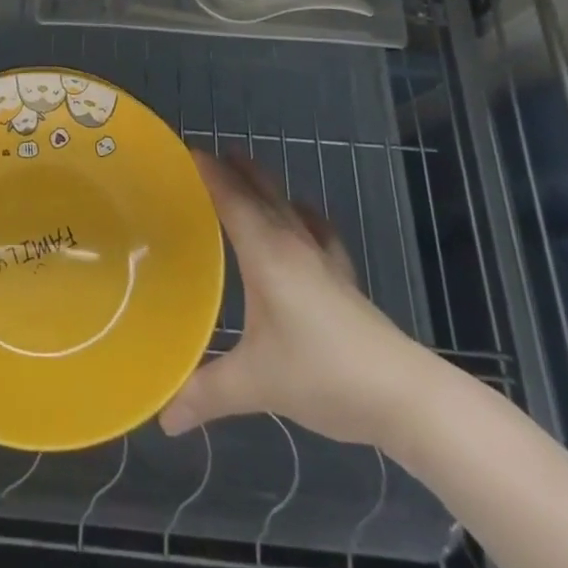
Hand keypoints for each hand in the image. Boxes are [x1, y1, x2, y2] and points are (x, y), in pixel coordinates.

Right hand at [159, 151, 438, 447]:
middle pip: (259, 191)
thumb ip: (207, 394)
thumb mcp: (257, 384)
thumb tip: (163, 417)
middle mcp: (292, 242)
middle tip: (204, 157)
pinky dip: (301, 213)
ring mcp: (322, 257)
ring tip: (243, 172)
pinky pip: (316, 228)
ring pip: (286, 204)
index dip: (208, 171)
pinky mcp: (343, 276)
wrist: (403, 395)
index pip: (230, 197)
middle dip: (232, 169)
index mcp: (266, 252)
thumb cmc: (323, 375)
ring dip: (263, 184)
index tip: (183, 151)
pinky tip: (300, 215)